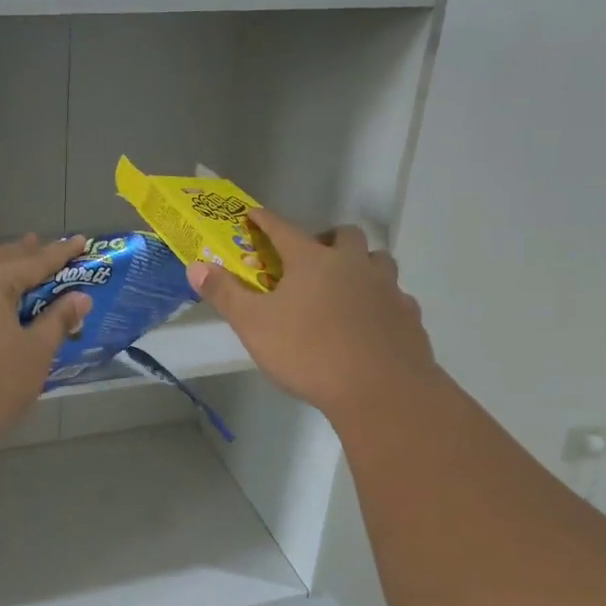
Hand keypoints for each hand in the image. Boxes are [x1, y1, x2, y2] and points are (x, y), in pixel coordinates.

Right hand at [188, 210, 437, 417]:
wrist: (381, 390)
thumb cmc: (309, 353)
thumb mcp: (254, 325)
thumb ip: (226, 294)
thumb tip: (195, 266)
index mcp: (313, 261)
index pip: (284, 229)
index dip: (265, 220)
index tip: (254, 214)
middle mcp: (354, 265)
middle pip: (345, 235)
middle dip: (327, 239)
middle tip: (311, 259)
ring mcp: (387, 289)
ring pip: (378, 261)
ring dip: (361, 264)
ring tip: (345, 286)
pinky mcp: (409, 317)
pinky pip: (396, 297)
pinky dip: (382, 300)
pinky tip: (372, 320)